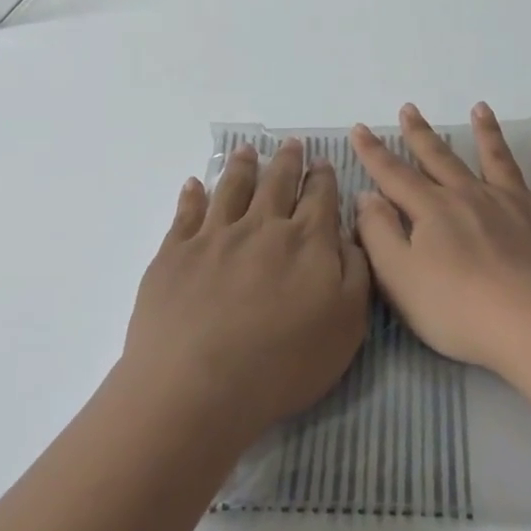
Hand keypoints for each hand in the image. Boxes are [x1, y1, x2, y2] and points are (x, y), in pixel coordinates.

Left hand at [126, 139, 370, 441]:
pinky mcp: (174, 254)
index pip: (320, 197)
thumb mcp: (348, 323)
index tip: (323, 162)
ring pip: (231, 188)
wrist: (197, 386)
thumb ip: (356, 271)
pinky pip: (185, 213)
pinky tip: (194, 184)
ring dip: (242, 166)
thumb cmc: (284, 363)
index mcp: (307, 241)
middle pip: (277, 183)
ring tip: (246, 150)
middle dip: (288, 161)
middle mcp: (262, 227)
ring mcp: (214, 237)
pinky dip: (192, 194)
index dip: (323, 177)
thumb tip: (348, 235)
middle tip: (291, 144)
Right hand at [351, 102, 530, 375]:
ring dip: (486, 132)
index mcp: (434, 211)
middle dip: (422, 134)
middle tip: (410, 108)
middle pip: (442, 159)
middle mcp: (473, 196)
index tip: (360, 128)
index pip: (395, 175)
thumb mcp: (400, 279)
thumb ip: (379, 234)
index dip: (374, 153)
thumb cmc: (461, 309)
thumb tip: (367, 196)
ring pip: (497, 159)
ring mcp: (518, 203)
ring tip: (479, 108)